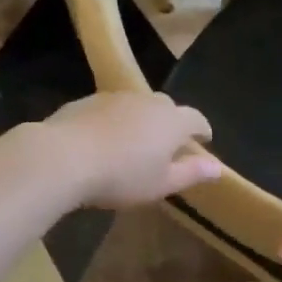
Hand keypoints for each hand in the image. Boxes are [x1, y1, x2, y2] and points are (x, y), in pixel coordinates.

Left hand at [40, 93, 223, 208]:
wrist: (64, 156)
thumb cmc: (122, 175)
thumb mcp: (161, 184)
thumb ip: (191, 173)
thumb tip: (218, 167)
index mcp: (172, 121)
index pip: (196, 119)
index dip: (202, 130)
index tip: (204, 140)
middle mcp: (148, 101)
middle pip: (167, 108)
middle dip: (172, 123)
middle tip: (168, 144)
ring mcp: (117, 97)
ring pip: (137, 106)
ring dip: (141, 120)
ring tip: (134, 142)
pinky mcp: (88, 100)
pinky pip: (111, 109)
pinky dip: (114, 121)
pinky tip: (104, 140)